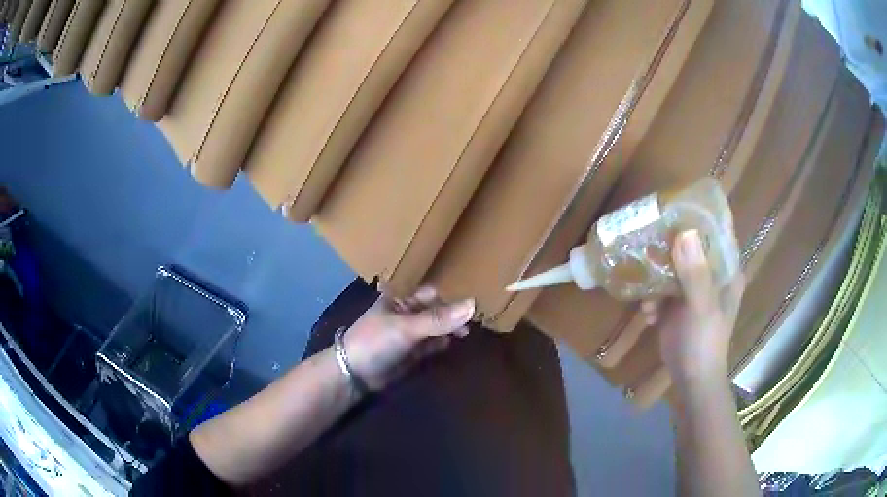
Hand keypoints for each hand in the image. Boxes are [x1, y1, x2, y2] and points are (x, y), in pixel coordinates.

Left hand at [342, 287, 474, 390]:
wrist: (355, 373)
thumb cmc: (376, 341)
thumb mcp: (407, 327)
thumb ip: (439, 319)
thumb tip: (473, 304)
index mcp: (401, 300)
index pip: (432, 295)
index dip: (450, 299)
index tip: (472, 307)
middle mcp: (406, 314)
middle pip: (436, 312)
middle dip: (452, 316)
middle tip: (472, 323)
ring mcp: (409, 334)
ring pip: (435, 329)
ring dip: (448, 331)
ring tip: (465, 334)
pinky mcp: (411, 353)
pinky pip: (431, 345)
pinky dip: (441, 344)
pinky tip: (450, 344)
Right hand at [641, 230, 745, 384]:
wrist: (691, 380)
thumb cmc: (705, 343)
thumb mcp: (702, 308)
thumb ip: (695, 274)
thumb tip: (684, 232)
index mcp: (726, 271)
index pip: (716, 233)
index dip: (698, 218)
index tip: (675, 207)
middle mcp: (712, 275)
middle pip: (690, 247)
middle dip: (669, 245)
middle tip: (648, 240)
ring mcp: (694, 289)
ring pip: (673, 267)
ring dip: (657, 278)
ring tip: (648, 295)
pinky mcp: (678, 303)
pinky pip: (663, 288)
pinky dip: (654, 298)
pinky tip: (649, 313)